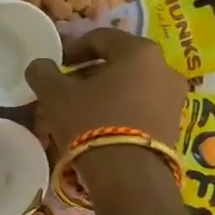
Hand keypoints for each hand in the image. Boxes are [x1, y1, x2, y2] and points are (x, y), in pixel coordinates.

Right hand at [23, 28, 185, 152]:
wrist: (129, 176)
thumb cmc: (91, 122)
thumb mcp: (55, 95)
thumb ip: (43, 73)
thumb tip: (40, 65)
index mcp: (139, 51)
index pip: (101, 38)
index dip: (73, 48)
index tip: (56, 65)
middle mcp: (164, 68)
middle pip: (120, 62)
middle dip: (91, 72)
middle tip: (68, 88)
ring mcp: (174, 98)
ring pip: (133, 86)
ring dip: (108, 92)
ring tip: (83, 111)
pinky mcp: (175, 125)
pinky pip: (143, 107)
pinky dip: (123, 110)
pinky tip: (103, 127)